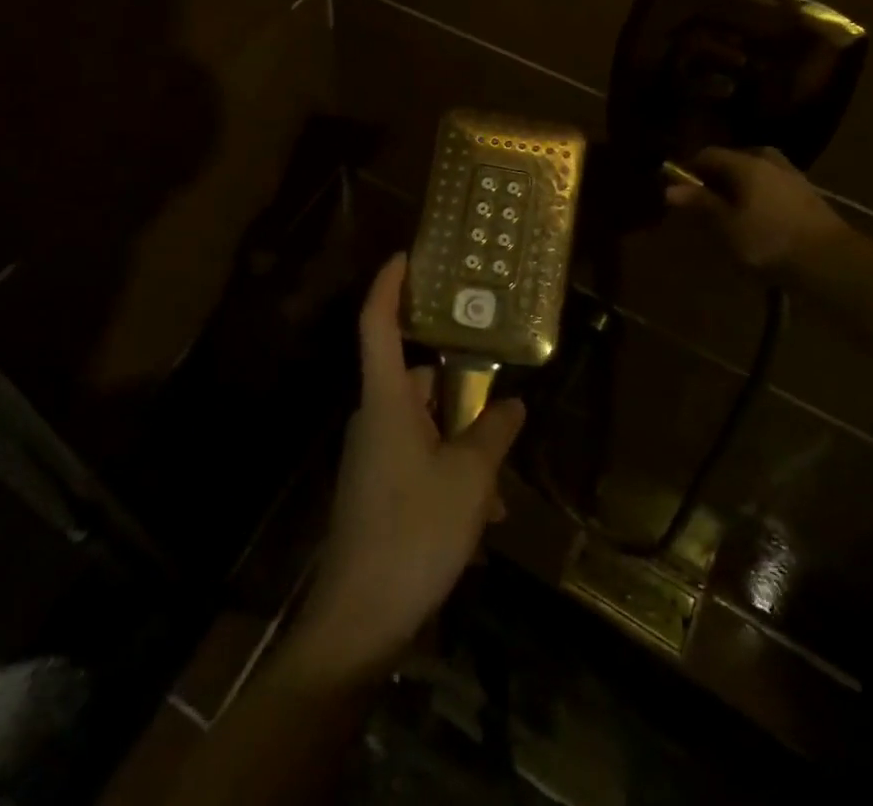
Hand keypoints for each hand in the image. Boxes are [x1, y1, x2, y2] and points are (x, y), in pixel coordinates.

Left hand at [288, 254, 525, 684]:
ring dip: (462, 443)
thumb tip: (513, 403)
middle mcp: (374, 417)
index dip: (389, 285)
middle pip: (415, 378)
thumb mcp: (469, 479)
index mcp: (386, 400)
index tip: (407, 256)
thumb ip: (494, 433)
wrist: (359, 617)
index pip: (377, 323)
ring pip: (424, 425)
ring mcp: (373, 454)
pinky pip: (419, 459)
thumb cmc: (414, 530)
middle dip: (459, 389)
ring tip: (500, 483)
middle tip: (500, 398)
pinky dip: (450, 473)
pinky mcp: (377, 487)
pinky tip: (482, 515)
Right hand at [663, 146, 848, 275]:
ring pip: (755, 174)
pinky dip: (758, 198)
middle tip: (703, 203)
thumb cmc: (769, 241)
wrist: (831, 262)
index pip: (708, 154)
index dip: (688, 169)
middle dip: (715, 178)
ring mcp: (792, 177)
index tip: (677, 189)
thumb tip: (670, 188)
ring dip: (739, 189)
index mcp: (745, 163)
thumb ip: (700, 204)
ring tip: (729, 214)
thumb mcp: (726, 226)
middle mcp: (769, 161)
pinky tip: (756, 221)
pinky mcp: (808, 196)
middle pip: (733, 161)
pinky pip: (771, 188)